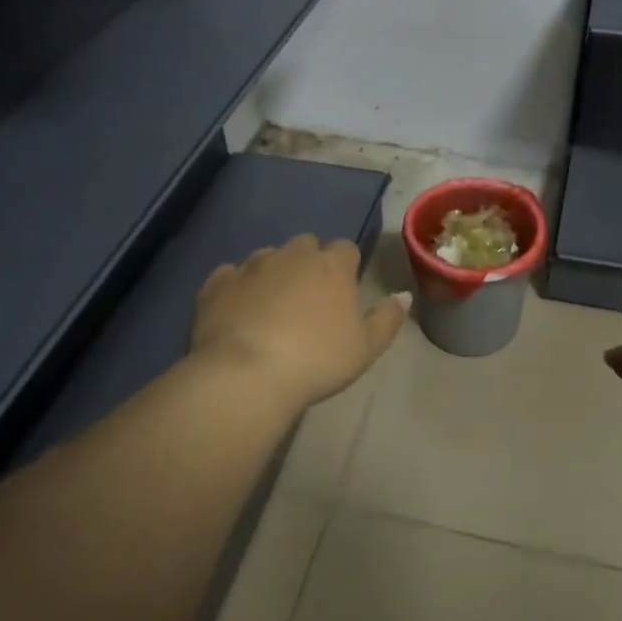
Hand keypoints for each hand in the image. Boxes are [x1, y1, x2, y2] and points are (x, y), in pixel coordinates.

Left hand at [190, 235, 408, 413]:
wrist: (247, 375)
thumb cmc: (317, 360)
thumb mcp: (366, 347)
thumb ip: (388, 318)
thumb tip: (404, 295)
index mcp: (332, 266)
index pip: (346, 249)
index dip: (345, 267)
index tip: (343, 292)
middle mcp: (292, 255)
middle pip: (306, 245)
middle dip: (309, 263)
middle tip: (308, 299)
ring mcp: (251, 266)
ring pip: (267, 257)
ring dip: (273, 273)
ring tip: (271, 307)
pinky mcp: (217, 284)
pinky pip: (229, 275)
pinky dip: (236, 287)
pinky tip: (236, 311)